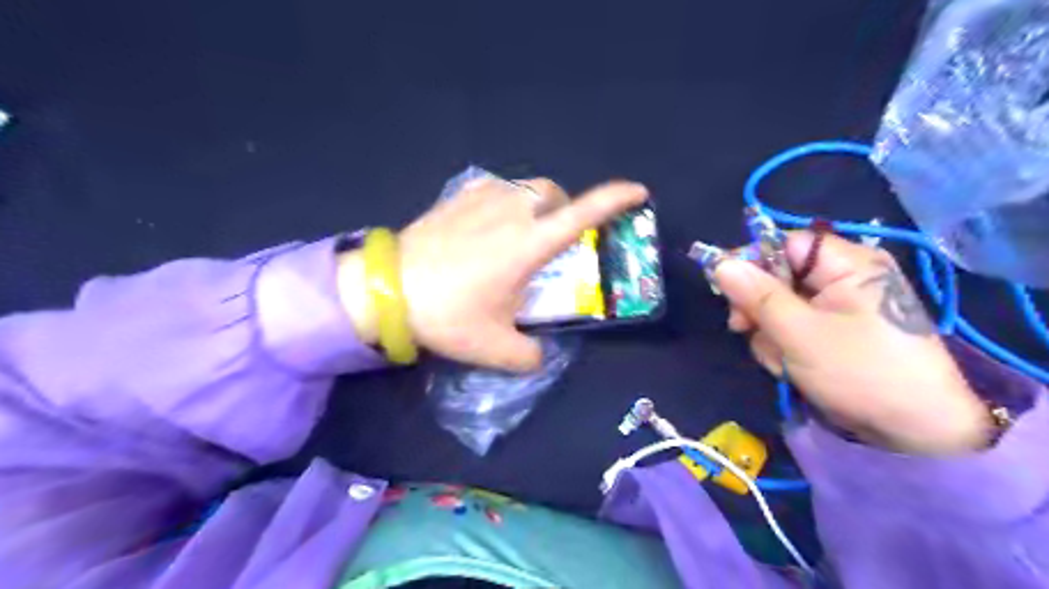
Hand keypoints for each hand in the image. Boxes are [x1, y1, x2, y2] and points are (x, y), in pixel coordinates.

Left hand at [341, 173, 649, 372]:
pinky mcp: (456, 198)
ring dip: (534, 206)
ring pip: (524, 189)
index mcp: (529, 244)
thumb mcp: (494, 347)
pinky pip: (493, 190)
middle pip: (553, 193)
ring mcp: (481, 200)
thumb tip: (540, 356)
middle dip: (564, 209)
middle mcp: (511, 213)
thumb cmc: (446, 314)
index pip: (583, 214)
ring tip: (519, 234)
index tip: (639, 193)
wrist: (386, 289)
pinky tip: (488, 225)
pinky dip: (503, 203)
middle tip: (554, 238)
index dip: (615, 199)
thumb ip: (528, 356)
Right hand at [712, 232, 992, 453]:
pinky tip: (791, 365)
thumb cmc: (861, 373)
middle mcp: (844, 277)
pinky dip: (784, 345)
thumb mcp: (800, 333)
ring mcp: (840, 305)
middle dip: (759, 306)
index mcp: (848, 264)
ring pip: (780, 305)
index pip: (785, 243)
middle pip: (779, 275)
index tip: (725, 289)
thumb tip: (720, 264)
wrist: (917, 432)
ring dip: (769, 332)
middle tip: (744, 329)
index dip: (752, 262)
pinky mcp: (835, 330)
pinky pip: (794, 325)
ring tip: (782, 359)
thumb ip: (757, 296)